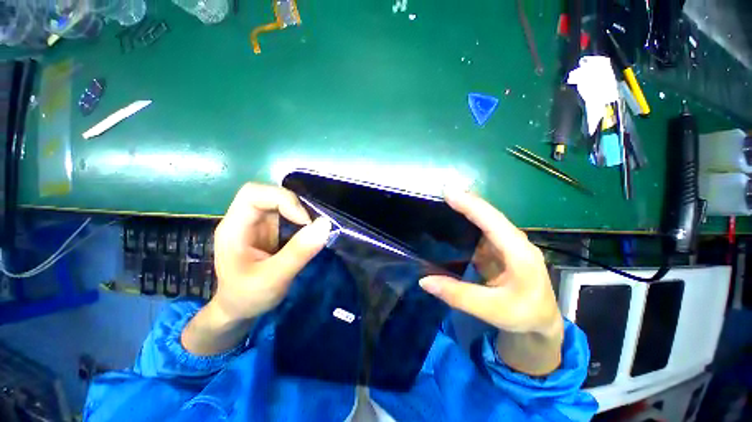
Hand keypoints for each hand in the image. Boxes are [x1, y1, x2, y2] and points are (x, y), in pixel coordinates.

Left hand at [182, 183, 330, 355]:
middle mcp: (244, 219)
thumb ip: (298, 252)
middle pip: (269, 193)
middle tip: (311, 225)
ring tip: (312, 229)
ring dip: (300, 211)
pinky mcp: (270, 229)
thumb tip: (325, 224)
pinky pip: (287, 213)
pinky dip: (301, 218)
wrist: (240, 309)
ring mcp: (257, 223)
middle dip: (294, 204)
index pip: (253, 194)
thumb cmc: (248, 297)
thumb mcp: (274, 279)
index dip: (282, 200)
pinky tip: (307, 232)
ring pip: (280, 201)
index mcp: (234, 228)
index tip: (304, 221)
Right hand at [419, 189, 562, 374]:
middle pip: (489, 215)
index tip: (449, 193)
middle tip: (442, 192)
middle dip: (467, 201)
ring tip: (443, 201)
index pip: (493, 222)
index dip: (471, 206)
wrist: (540, 322)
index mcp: (520, 254)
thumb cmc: (523, 316)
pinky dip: (466, 222)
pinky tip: (451, 220)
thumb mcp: (491, 310)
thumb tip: (423, 281)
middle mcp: (515, 242)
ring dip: (466, 209)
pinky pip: (480, 230)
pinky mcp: (498, 248)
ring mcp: (506, 244)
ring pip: (485, 220)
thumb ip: (457, 295)